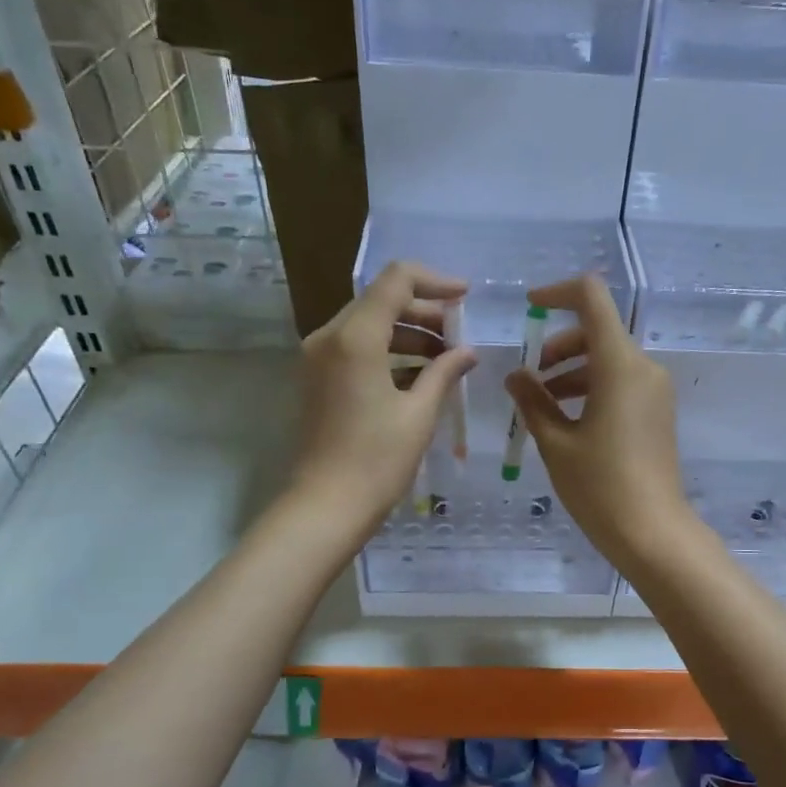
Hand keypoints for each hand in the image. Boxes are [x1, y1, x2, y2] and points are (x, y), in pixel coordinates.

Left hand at [291, 261, 475, 540]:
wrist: (326, 506)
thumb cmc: (377, 460)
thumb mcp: (419, 413)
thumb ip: (444, 371)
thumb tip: (467, 351)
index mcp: (355, 337)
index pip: (396, 280)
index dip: (435, 282)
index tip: (466, 298)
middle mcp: (330, 337)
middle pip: (381, 300)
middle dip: (424, 312)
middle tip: (460, 336)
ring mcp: (318, 357)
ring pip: (369, 324)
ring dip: (408, 333)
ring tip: (446, 359)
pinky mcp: (318, 378)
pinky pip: (356, 348)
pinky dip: (389, 352)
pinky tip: (420, 376)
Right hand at [503, 274, 697, 570]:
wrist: (652, 532)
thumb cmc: (599, 486)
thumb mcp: (555, 442)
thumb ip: (533, 401)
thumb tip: (516, 376)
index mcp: (619, 365)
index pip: (592, 298)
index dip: (558, 293)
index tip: (529, 308)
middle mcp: (643, 368)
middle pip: (598, 330)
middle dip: (559, 344)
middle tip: (530, 377)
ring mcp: (655, 390)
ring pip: (608, 358)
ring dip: (573, 369)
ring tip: (541, 402)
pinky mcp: (657, 411)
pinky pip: (621, 381)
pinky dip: (592, 386)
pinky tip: (567, 418)